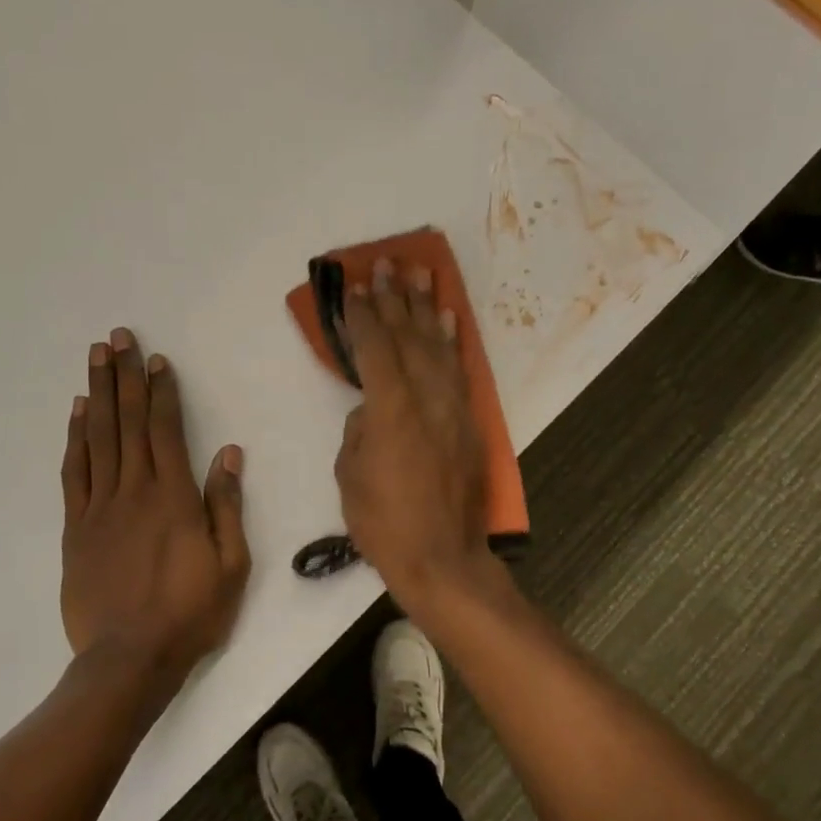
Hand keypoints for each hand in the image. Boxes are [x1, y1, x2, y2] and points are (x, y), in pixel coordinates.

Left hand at [60, 328, 250, 677]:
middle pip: (128, 422)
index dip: (161, 392)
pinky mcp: (76, 528)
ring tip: (95, 358)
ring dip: (97, 394)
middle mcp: (134, 491)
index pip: (166, 430)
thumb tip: (227, 453)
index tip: (156, 359)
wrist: (129, 659)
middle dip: (124, 377)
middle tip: (117, 337)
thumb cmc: (190, 613)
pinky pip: (74, 472)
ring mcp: (100, 508)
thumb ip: (226, 505)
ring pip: (98, 438)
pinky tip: (77, 413)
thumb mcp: (230, 564)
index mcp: (174, 497)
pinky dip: (75, 438)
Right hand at [335, 260, 494, 605]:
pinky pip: (459, 371)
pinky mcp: (469, 423)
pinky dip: (452, 342)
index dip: (363, 316)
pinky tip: (448, 319)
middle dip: (395, 299)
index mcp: (392, 410)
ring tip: (420, 274)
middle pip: (409, 337)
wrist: (442, 557)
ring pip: (438, 347)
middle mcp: (427, 398)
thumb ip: (358, 431)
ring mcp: (453, 408)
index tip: (356, 288)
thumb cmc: (384, 522)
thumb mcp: (351, 475)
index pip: (375, 349)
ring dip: (427, 308)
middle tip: (388, 264)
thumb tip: (370, 411)